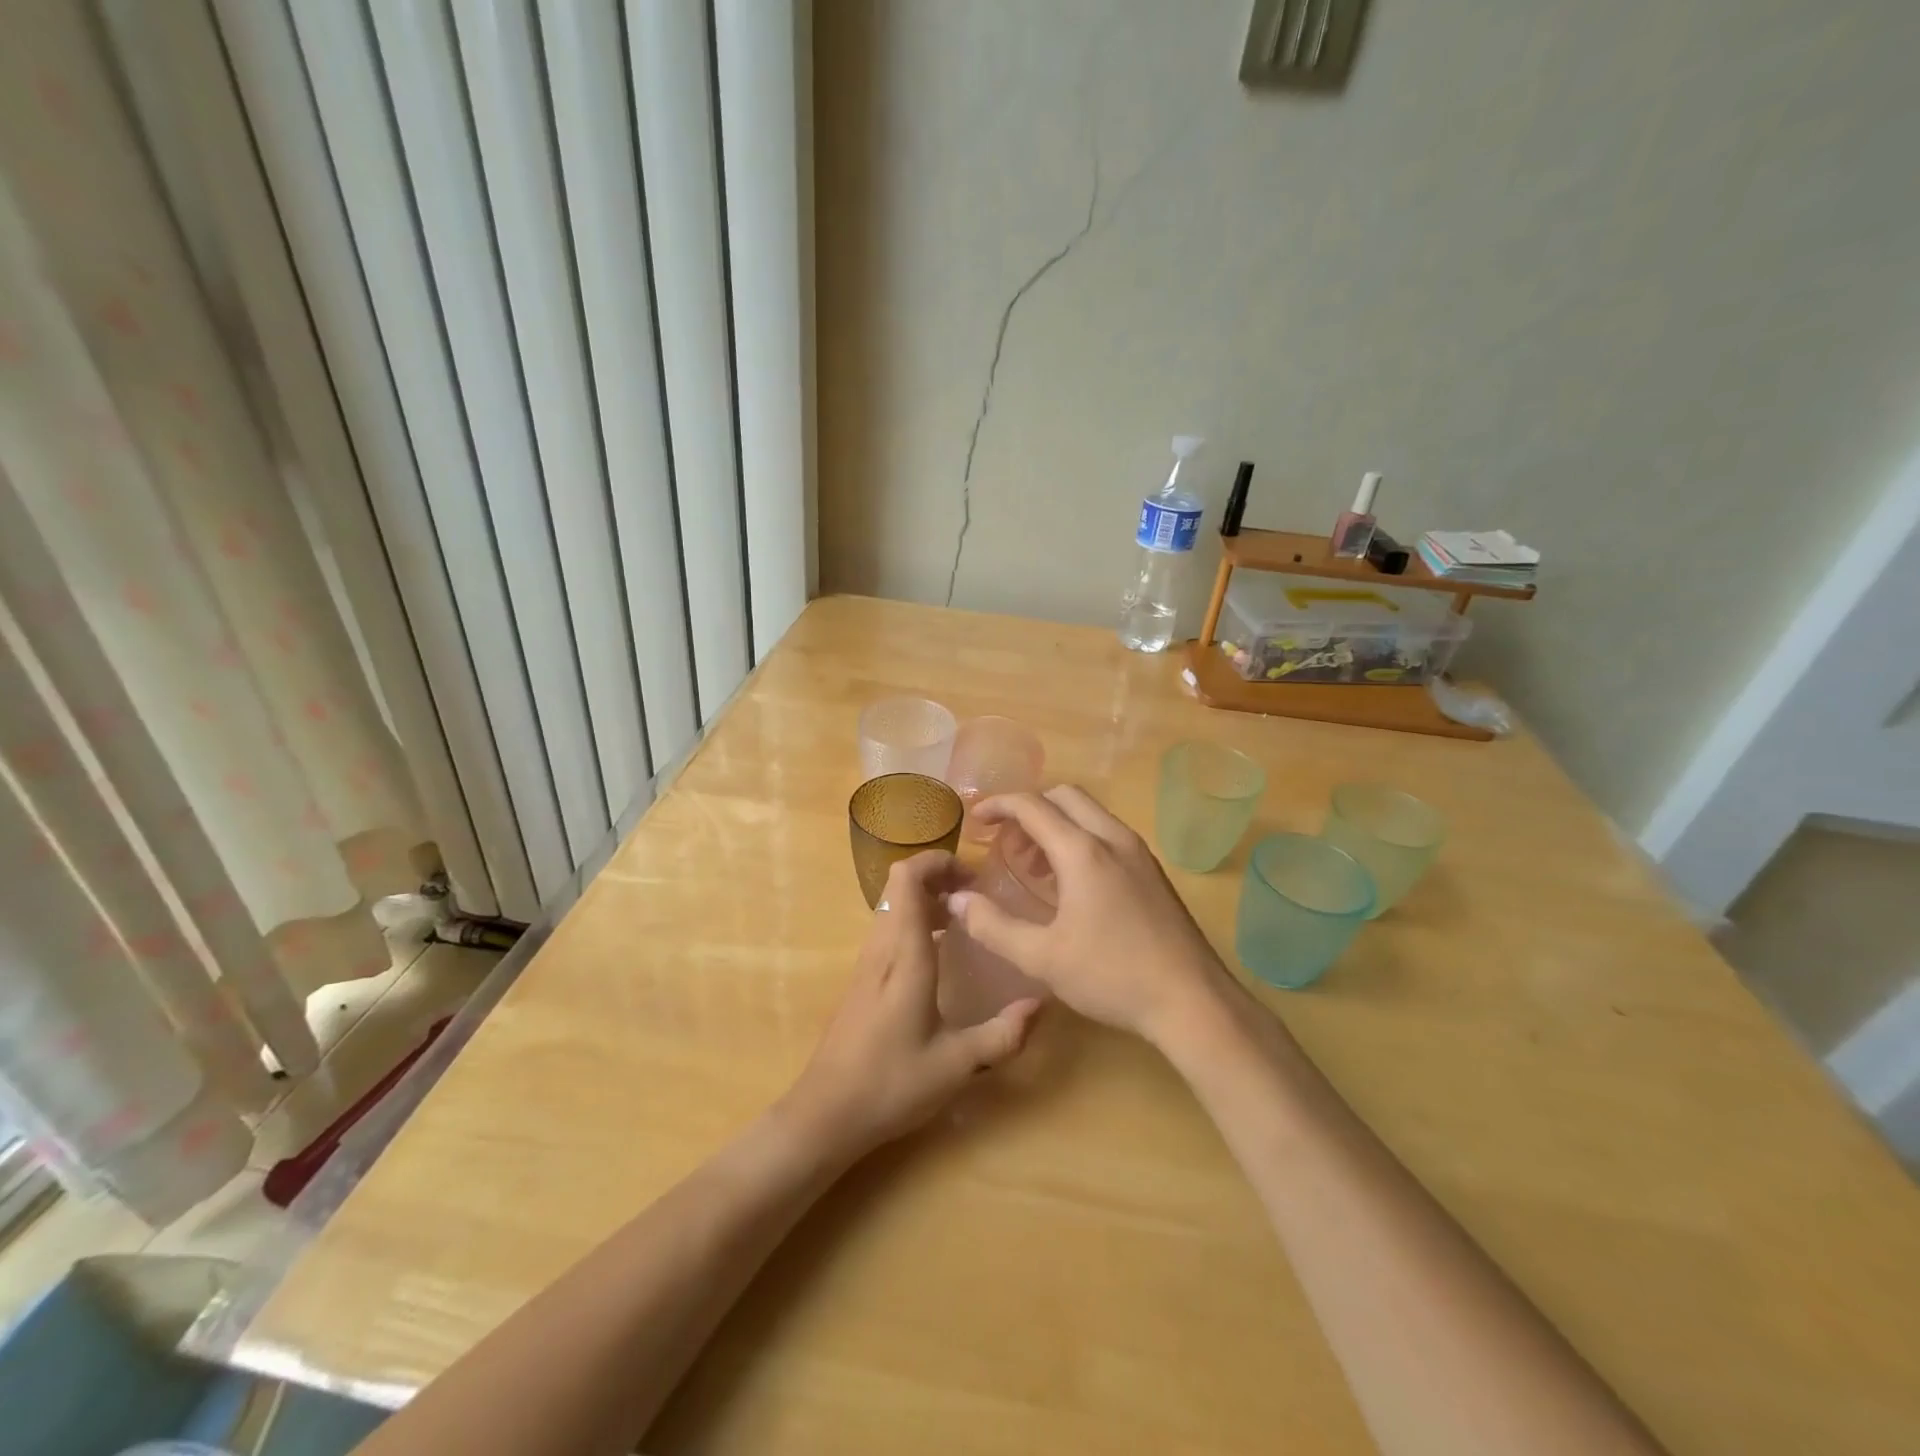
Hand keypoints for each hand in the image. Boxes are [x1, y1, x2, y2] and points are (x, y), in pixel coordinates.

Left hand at [782, 852, 1041, 1161]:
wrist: (825, 1114)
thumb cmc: (891, 1084)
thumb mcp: (956, 1065)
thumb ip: (1003, 1035)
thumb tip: (1042, 1004)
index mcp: (904, 955)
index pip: (908, 879)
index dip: (937, 861)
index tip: (974, 876)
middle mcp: (882, 948)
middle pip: (900, 884)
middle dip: (938, 876)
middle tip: (976, 896)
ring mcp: (867, 962)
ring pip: (893, 905)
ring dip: (926, 899)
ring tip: (964, 919)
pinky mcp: (862, 979)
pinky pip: (889, 928)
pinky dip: (915, 921)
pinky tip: (940, 954)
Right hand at [948, 787, 1232, 1047]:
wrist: (1193, 1001)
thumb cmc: (1112, 976)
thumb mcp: (1042, 958)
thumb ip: (992, 926)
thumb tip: (956, 900)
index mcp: (1083, 851)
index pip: (1032, 805)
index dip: (998, 806)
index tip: (975, 822)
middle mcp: (1113, 839)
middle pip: (1064, 797)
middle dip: (1029, 809)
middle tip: (1006, 842)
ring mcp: (1139, 853)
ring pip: (1089, 814)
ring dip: (1055, 825)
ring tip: (1033, 866)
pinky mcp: (1153, 871)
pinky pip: (1107, 834)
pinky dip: (1079, 839)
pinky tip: (1070, 885)